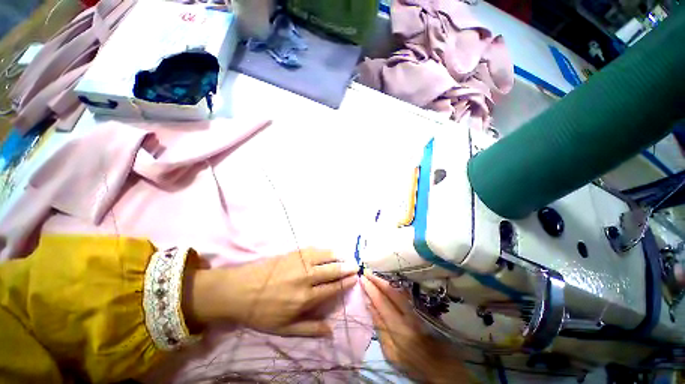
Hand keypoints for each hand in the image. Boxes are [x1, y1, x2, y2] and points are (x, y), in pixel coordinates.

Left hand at [188, 249, 358, 336]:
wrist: (239, 290)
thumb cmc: (261, 312)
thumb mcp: (284, 328)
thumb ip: (309, 329)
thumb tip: (331, 331)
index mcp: (305, 297)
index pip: (333, 287)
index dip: (345, 282)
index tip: (354, 278)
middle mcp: (306, 277)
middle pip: (332, 270)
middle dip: (346, 267)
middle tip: (355, 265)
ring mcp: (300, 262)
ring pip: (325, 256)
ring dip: (337, 256)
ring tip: (345, 256)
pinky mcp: (293, 252)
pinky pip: (313, 248)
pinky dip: (324, 249)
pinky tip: (328, 250)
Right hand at [360, 272, 469, 383]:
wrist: (436, 364)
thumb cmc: (410, 362)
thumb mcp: (390, 352)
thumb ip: (380, 327)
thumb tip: (369, 305)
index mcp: (398, 326)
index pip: (381, 301)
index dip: (371, 288)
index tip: (362, 279)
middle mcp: (407, 313)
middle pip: (390, 291)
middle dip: (377, 280)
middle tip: (366, 272)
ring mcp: (413, 309)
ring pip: (396, 290)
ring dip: (383, 281)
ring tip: (373, 275)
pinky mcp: (416, 309)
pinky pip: (401, 293)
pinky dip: (390, 286)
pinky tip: (385, 284)